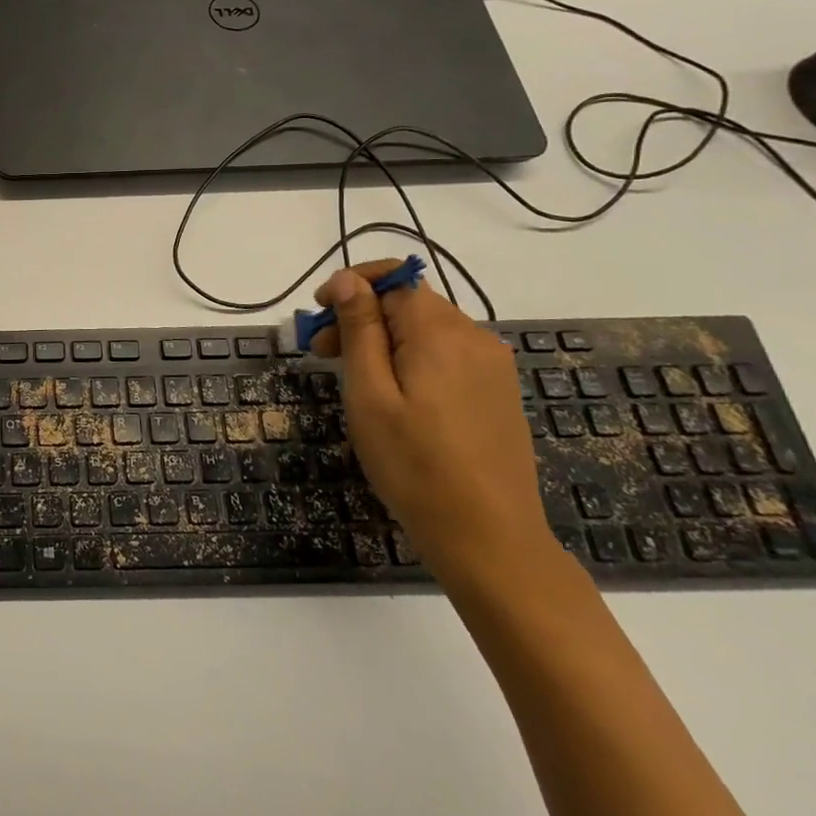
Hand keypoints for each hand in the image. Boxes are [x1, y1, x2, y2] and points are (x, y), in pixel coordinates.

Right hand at [309, 261, 553, 584]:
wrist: (488, 538)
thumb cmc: (414, 464)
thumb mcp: (370, 393)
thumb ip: (359, 328)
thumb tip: (348, 279)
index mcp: (441, 333)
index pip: (394, 278)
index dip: (351, 285)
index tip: (319, 314)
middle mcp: (474, 338)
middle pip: (408, 302)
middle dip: (361, 316)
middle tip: (323, 355)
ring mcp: (492, 366)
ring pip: (426, 329)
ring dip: (383, 339)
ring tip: (355, 380)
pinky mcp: (497, 392)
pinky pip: (446, 354)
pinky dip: (411, 358)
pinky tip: (394, 397)